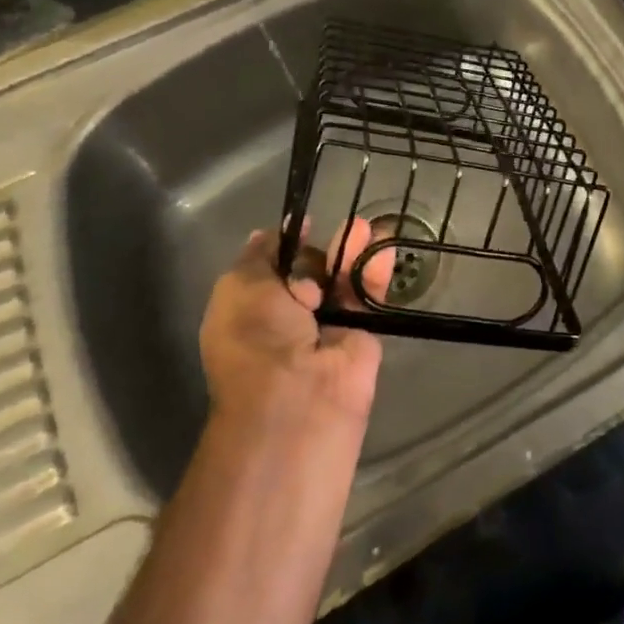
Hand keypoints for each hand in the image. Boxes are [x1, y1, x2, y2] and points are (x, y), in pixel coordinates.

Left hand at [199, 221, 395, 431]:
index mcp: (250, 309)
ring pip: (342, 277)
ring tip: (364, 228)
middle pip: (310, 268)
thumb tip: (272, 233)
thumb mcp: (240, 286)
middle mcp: (286, 317)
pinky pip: (368, 295)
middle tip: (335, 231)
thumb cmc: (256, 339)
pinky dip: (374, 270)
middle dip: (321, 248)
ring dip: (352, 250)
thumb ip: (260, 255)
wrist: (296, 400)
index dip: (287, 243)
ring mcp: (327, 325)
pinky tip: (383, 246)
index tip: (304, 223)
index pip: (271, 267)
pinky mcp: (362, 334)